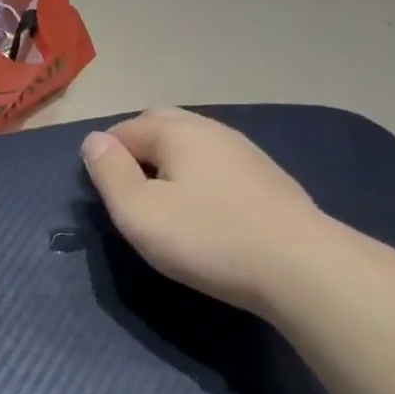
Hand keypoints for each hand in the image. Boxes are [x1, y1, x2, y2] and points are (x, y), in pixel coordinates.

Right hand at [80, 108, 329, 312]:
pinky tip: (202, 210)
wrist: (301, 268)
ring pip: (192, 144)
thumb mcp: (139, 212)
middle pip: (161, 126)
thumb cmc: (208, 238)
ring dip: (168, 163)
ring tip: (161, 201)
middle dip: (136, 149)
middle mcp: (212, 130)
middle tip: (126, 191)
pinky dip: (197, 177)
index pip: (125, 129)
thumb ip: (109, 173)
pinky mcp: (267, 179)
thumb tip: (93, 141)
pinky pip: (217, 164)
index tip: (101, 192)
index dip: (104, 155)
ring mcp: (245, 152)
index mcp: (178, 131)